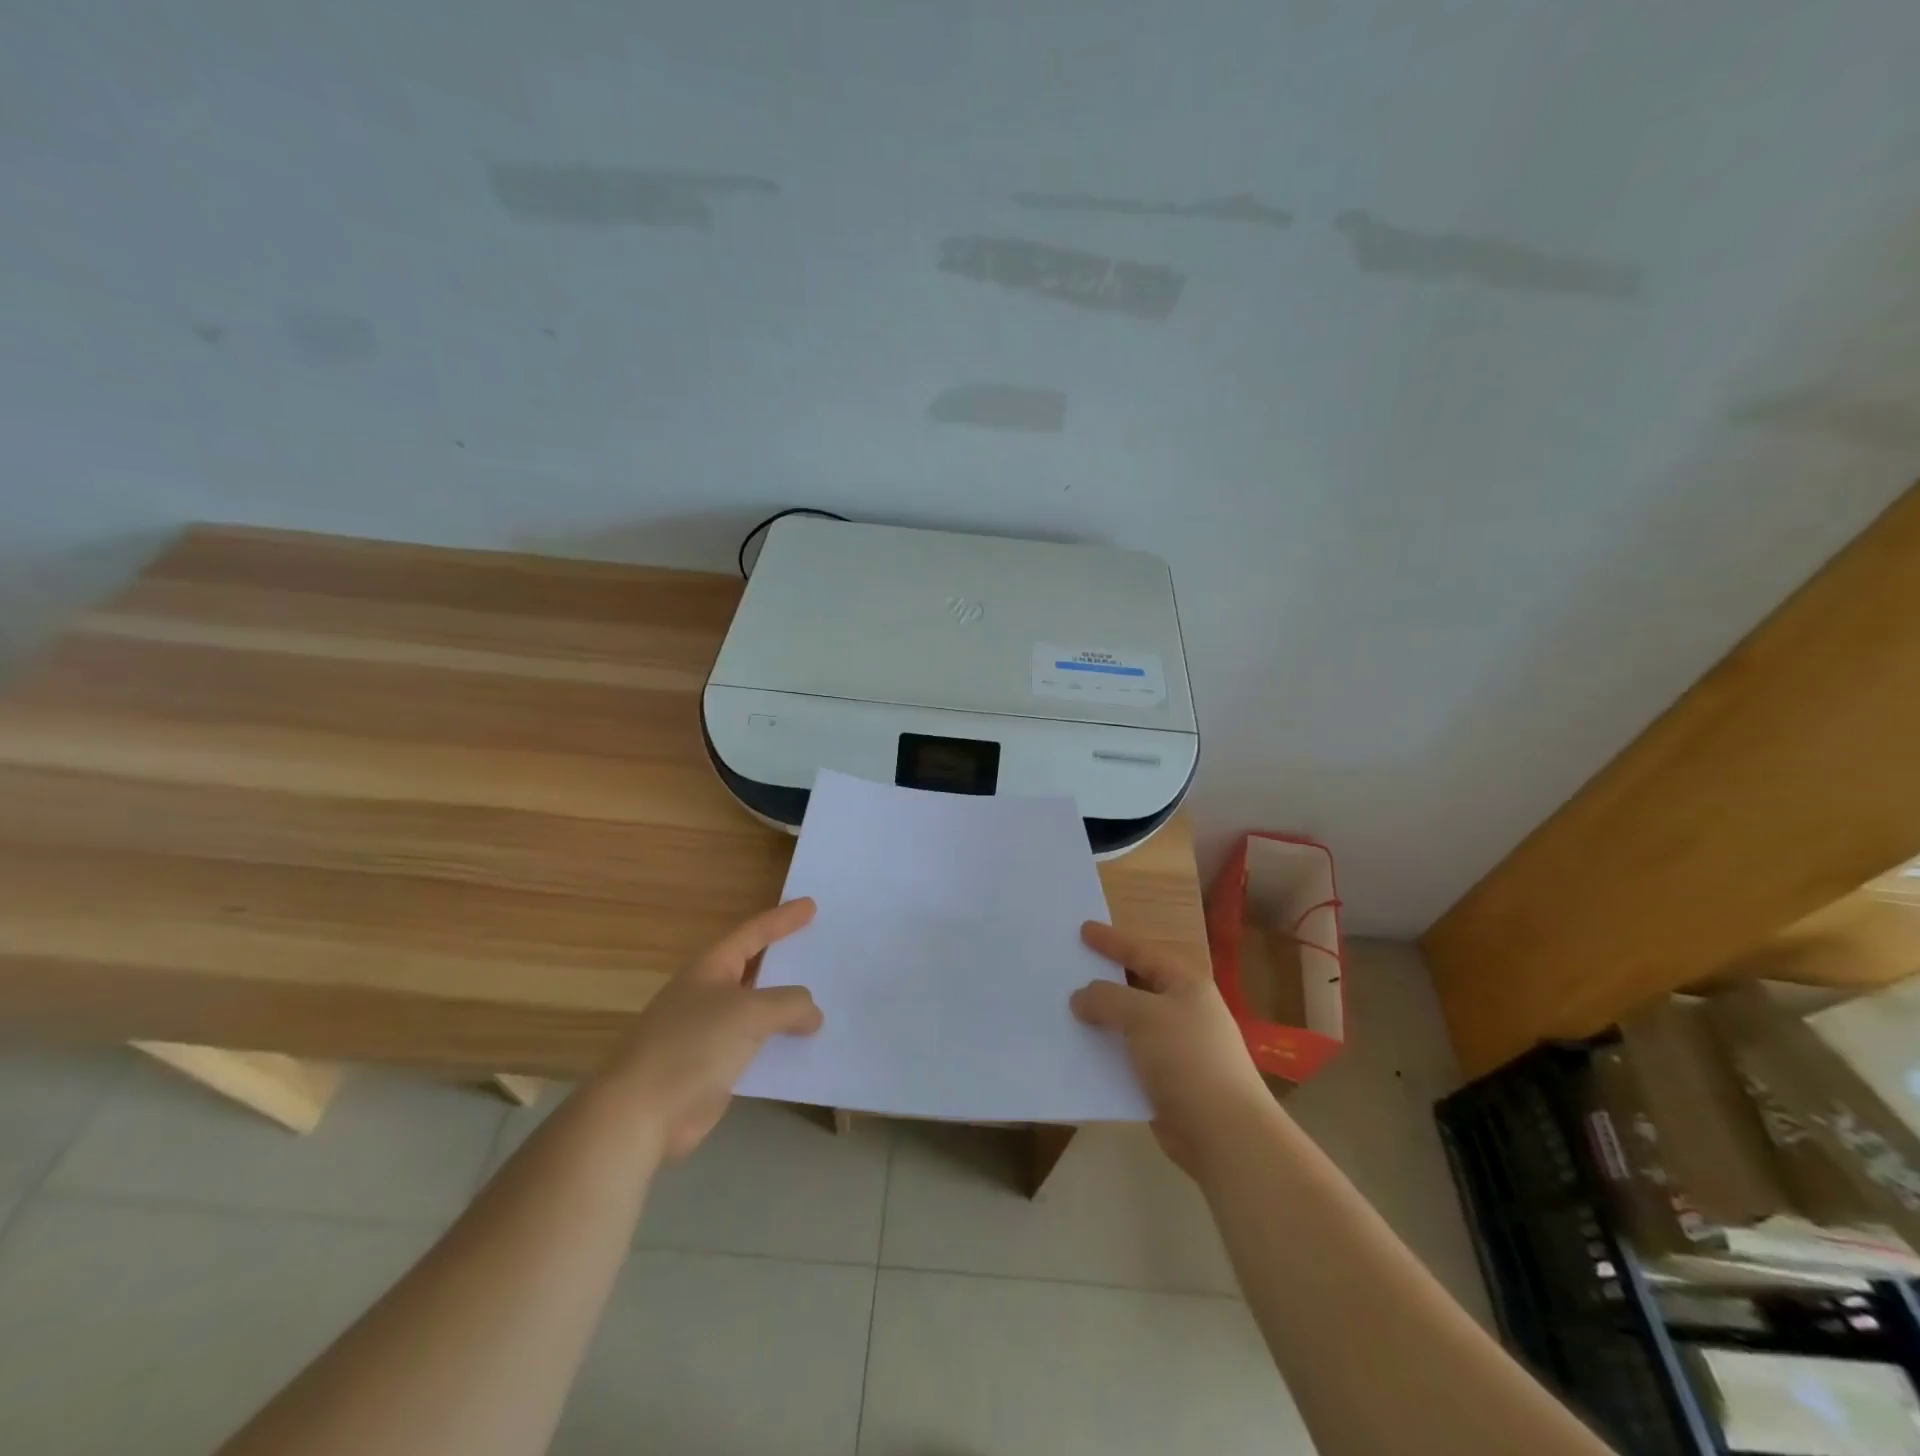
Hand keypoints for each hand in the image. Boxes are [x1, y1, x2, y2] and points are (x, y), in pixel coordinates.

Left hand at [605, 898, 823, 1161]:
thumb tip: (812, 1014)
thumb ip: (789, 1004)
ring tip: (825, 1001)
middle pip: (755, 969)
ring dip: (787, 1008)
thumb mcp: (750, 1013)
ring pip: (758, 1011)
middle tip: (820, 949)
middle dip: (786, 961)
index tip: (811, 905)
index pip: (753, 933)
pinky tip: (805, 1049)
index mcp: (710, 968)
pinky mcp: (712, 1068)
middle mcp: (708, 994)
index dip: (783, 919)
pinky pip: (755, 1047)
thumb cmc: (692, 1046)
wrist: (640, 1113)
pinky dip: (779, 1045)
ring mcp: (708, 1032)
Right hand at [1070, 921, 1273, 1176]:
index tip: (1083, 930)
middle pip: (1136, 986)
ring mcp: (1177, 1047)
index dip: (1112, 941)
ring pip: (1130, 1023)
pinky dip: (1106, 1052)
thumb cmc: (1187, 1059)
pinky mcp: (1166, 1081)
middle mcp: (1184, 1010)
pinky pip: (1128, 1056)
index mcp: (1186, 984)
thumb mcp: (1143, 1016)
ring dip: (1102, 1019)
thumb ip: (1107, 999)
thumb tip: (1081, 997)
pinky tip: (1080, 1053)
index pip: (1142, 952)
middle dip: (1104, 979)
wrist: (1224, 1133)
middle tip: (1070, 967)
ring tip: (1066, 1010)